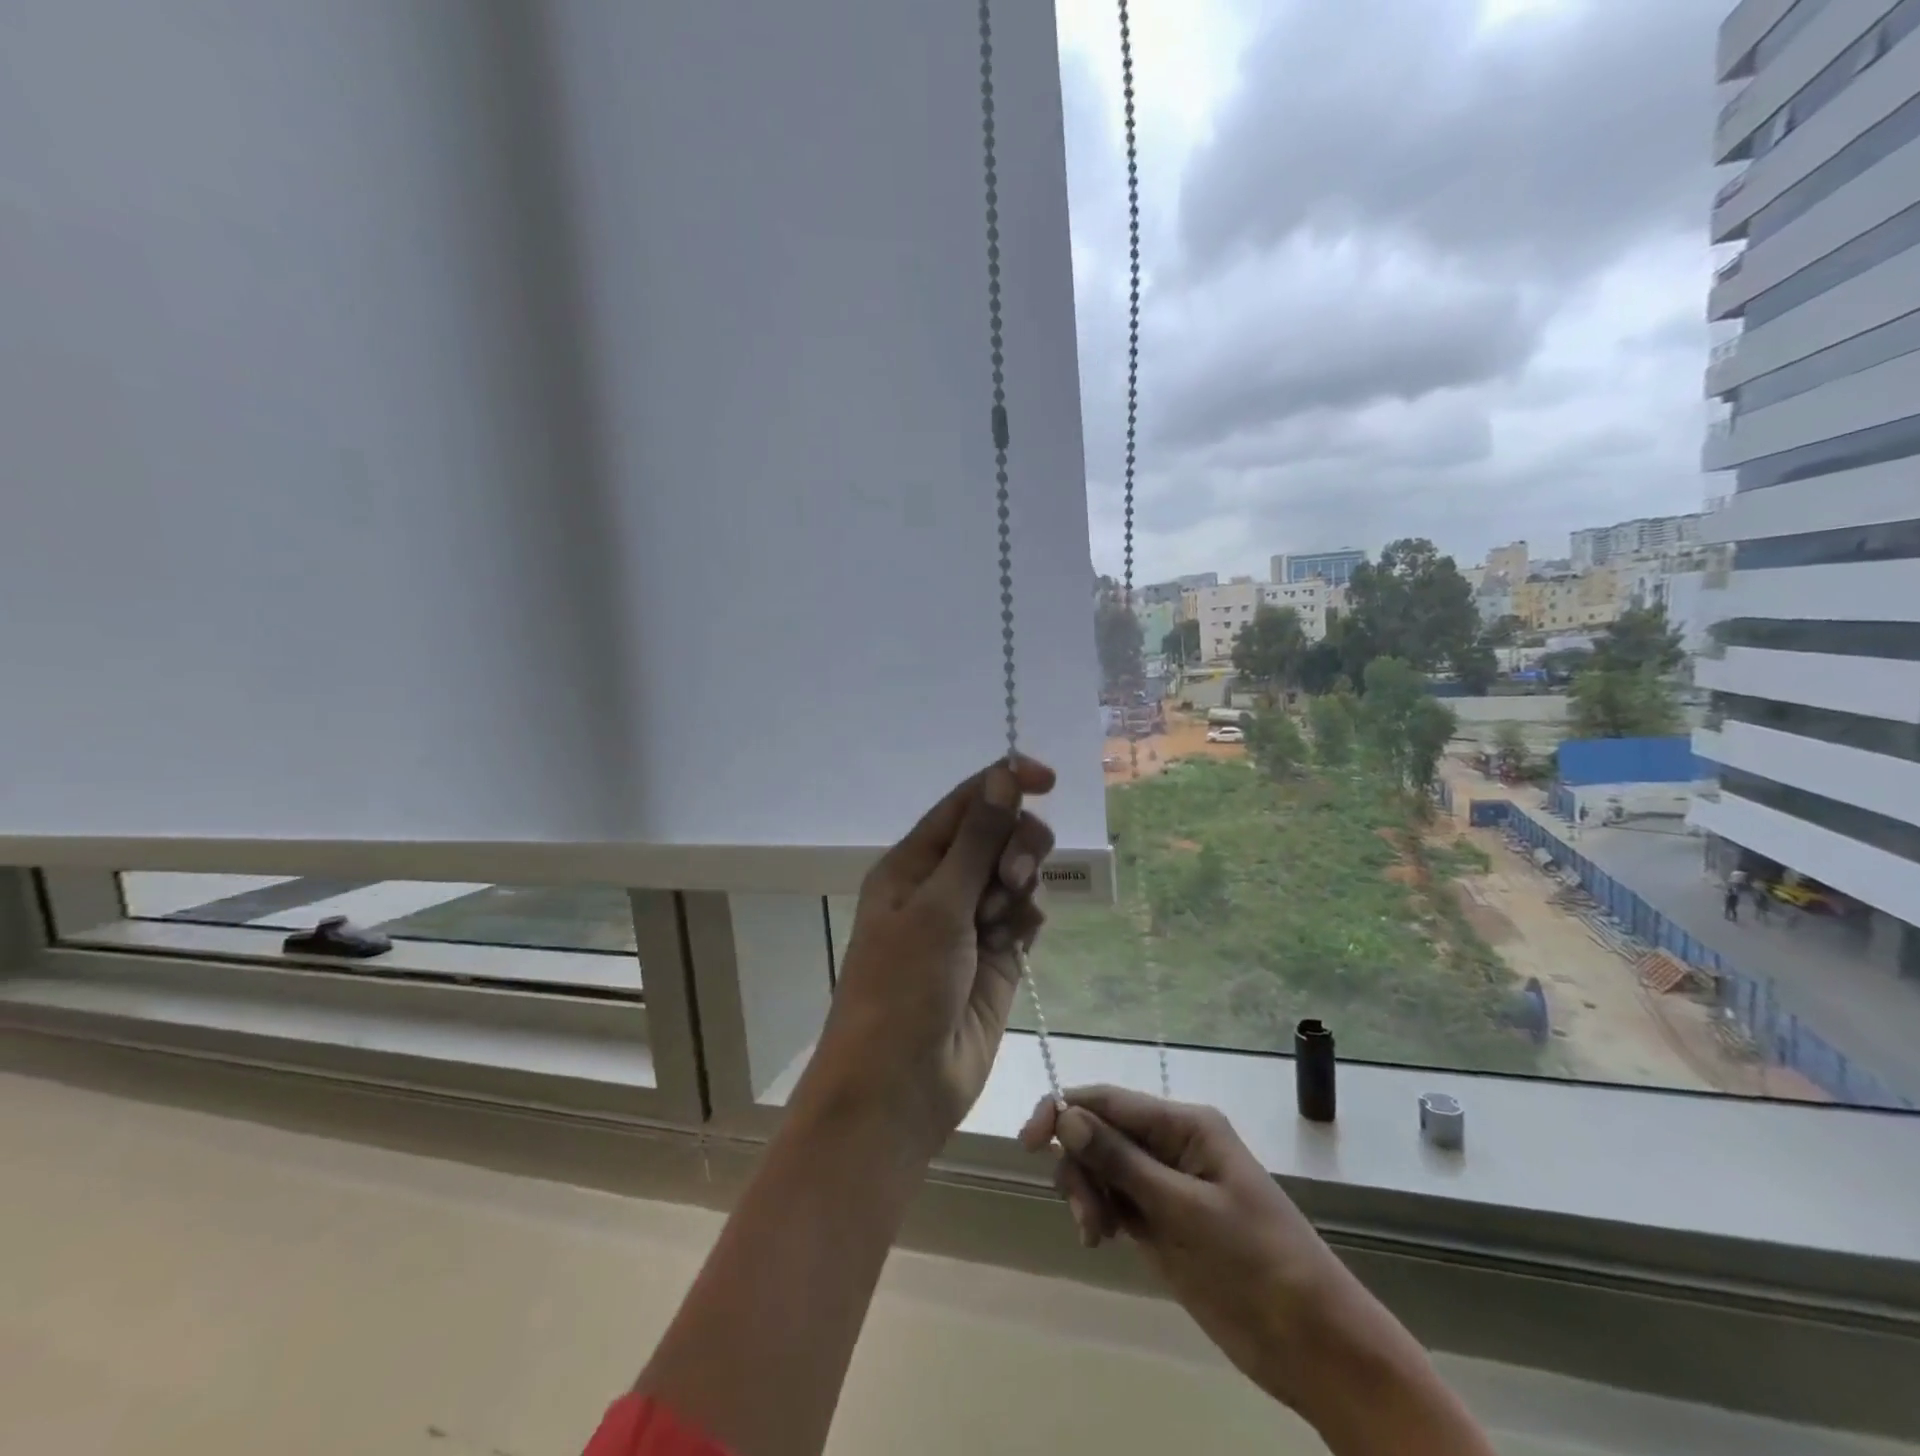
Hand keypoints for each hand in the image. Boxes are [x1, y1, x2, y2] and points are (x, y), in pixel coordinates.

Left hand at [800, 756, 1055, 1150]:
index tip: (1047, 779)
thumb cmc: (903, 987)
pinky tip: (1015, 942)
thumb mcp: (938, 906)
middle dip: (1015, 844)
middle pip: (997, 835)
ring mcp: (971, 922)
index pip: (965, 804)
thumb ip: (977, 841)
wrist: (900, 1087)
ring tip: (1003, 919)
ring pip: (1015, 874)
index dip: (1004, 783)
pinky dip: (1027, 918)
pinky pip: (1026, 916)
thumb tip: (1003, 777)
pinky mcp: (998, 957)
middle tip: (1012, 876)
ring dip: (1020, 883)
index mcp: (913, 863)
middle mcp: (942, 886)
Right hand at [1019, 1087, 1352, 1411]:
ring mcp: (1166, 1184)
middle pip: (1100, 1131)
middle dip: (1078, 1163)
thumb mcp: (1187, 1210)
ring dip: (1086, 1191)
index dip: (1064, 1110)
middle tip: (1083, 1215)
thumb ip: (1124, 1162)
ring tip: (1094, 1234)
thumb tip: (1067, 1116)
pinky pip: (1115, 1199)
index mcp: (1185, 1125)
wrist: (1314, 1345)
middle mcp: (1172, 1144)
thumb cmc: (1258, 1264)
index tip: (1028, 1143)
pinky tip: (1100, 1240)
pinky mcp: (1163, 1222)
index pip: (1109, 1100)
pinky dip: (1098, 1212)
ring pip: (1102, 1166)